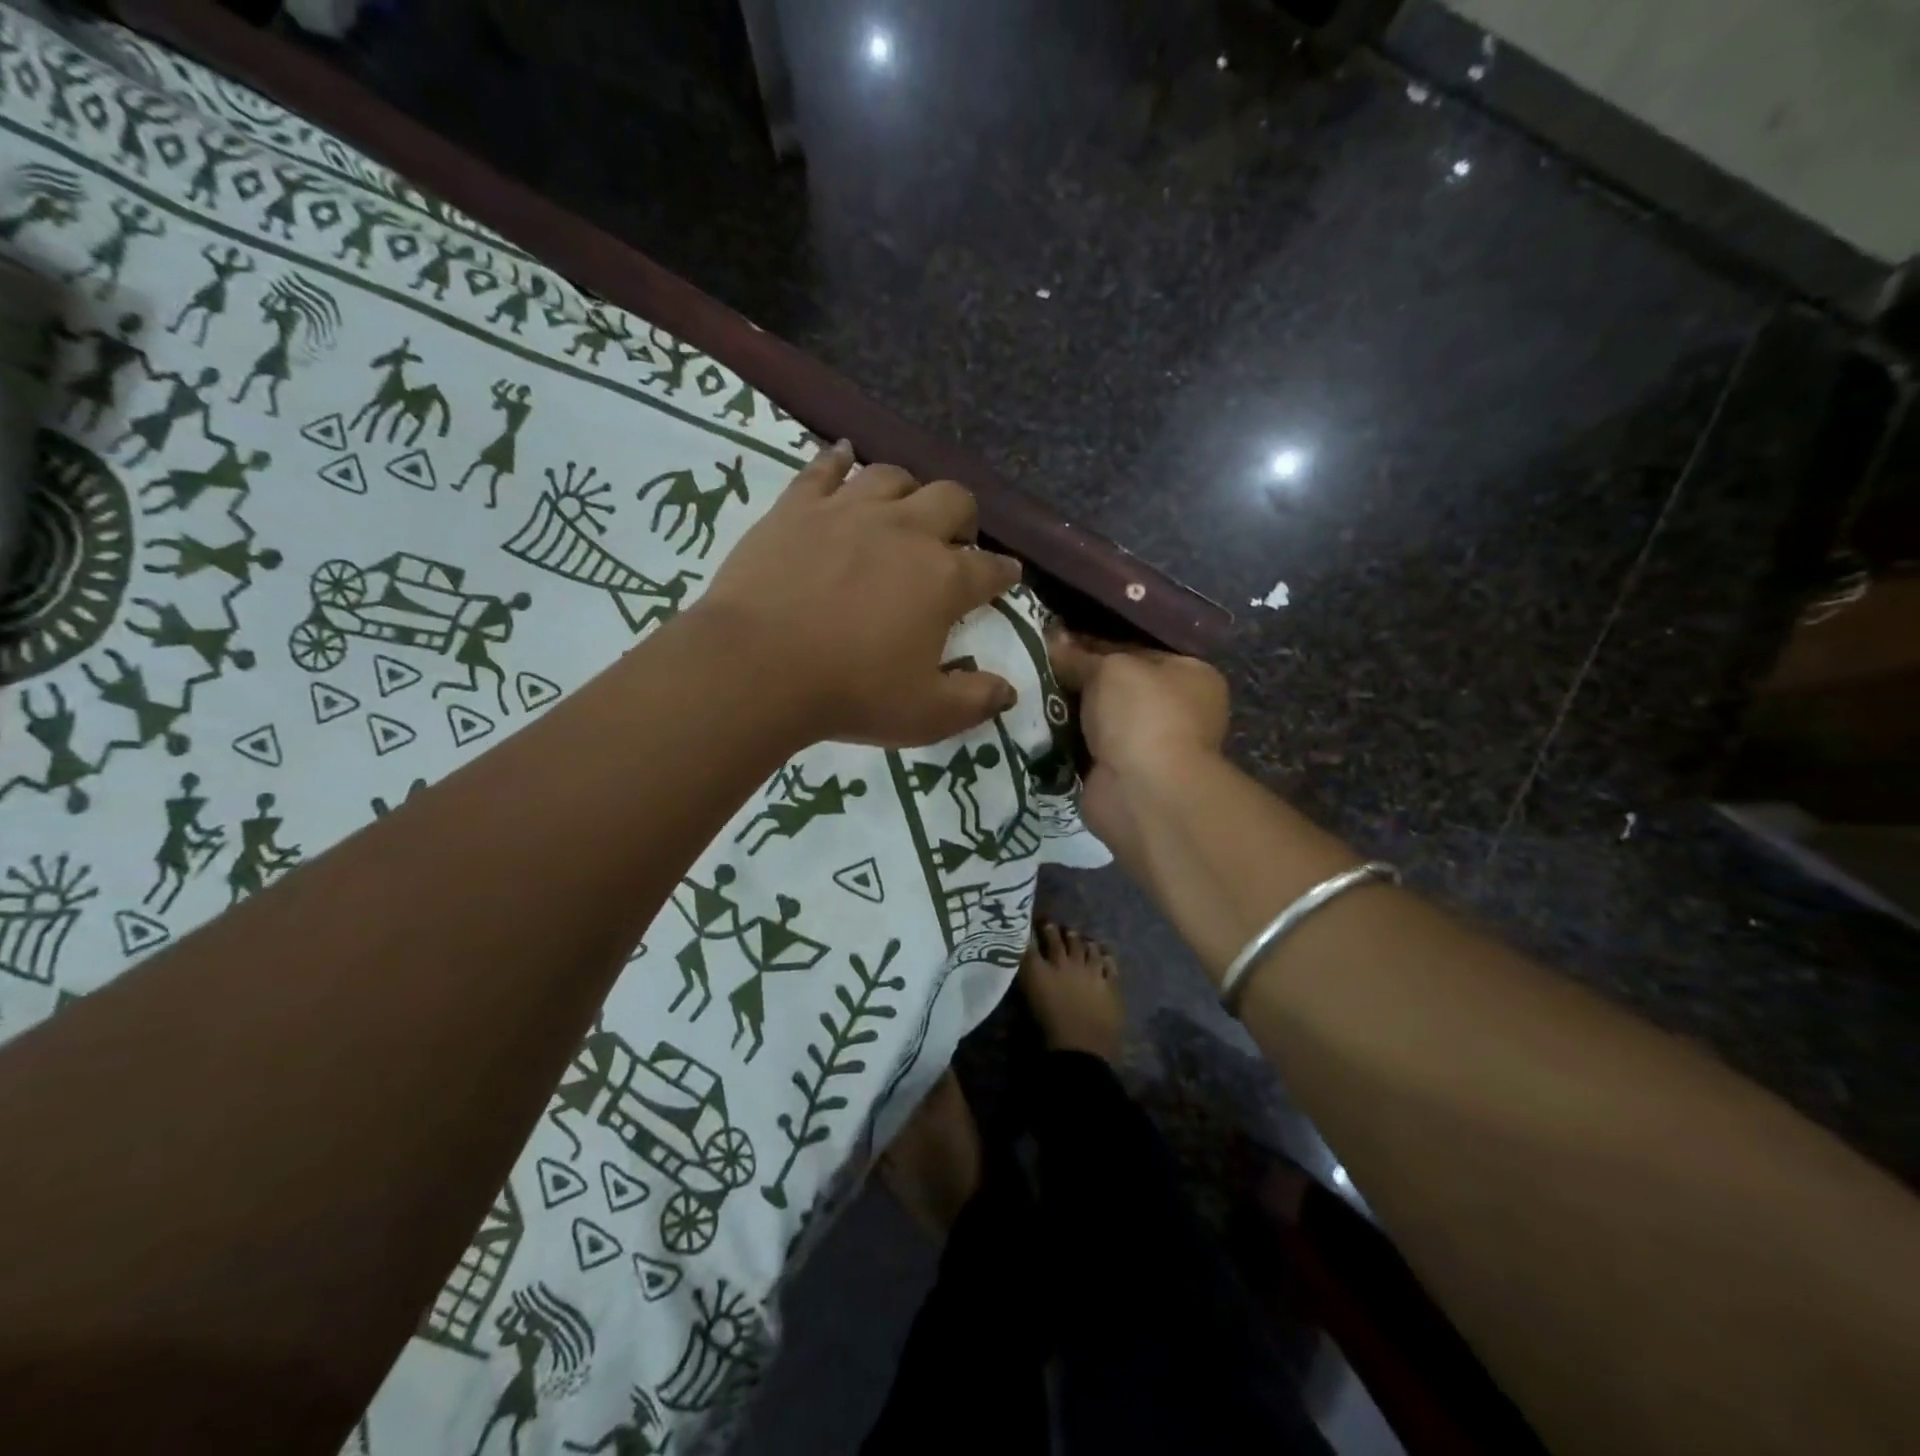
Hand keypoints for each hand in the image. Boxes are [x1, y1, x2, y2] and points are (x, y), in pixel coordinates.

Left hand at [694, 441, 1023, 746]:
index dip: (1004, 574)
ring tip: (903, 511)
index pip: (991, 569)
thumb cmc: (851, 693)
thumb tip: (1009, 691)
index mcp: (943, 580)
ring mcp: (849, 510)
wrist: (758, 667)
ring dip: (909, 490)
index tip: (1006, 577)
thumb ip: (975, 701)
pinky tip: (844, 457)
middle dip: (964, 518)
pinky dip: (839, 460)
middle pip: (953, 500)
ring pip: (893, 476)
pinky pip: (825, 467)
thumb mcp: (927, 715)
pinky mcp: (798, 506)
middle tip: (955, 541)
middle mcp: (905, 531)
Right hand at [1048, 631, 1228, 854]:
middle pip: (1114, 686)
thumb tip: (1052, 640)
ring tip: (1026, 692)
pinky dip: (1062, 741)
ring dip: (1066, 711)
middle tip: (1035, 664)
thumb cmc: (1142, 716)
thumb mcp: (1110, 669)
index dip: (1093, 643)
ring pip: (1095, 719)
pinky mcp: (1118, 775)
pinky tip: (1031, 724)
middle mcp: (1174, 710)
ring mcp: (1147, 746)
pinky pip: (1082, 749)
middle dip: (1076, 679)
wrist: (1143, 792)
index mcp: (1190, 676)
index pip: (1135, 650)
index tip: (1054, 640)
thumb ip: (1079, 656)